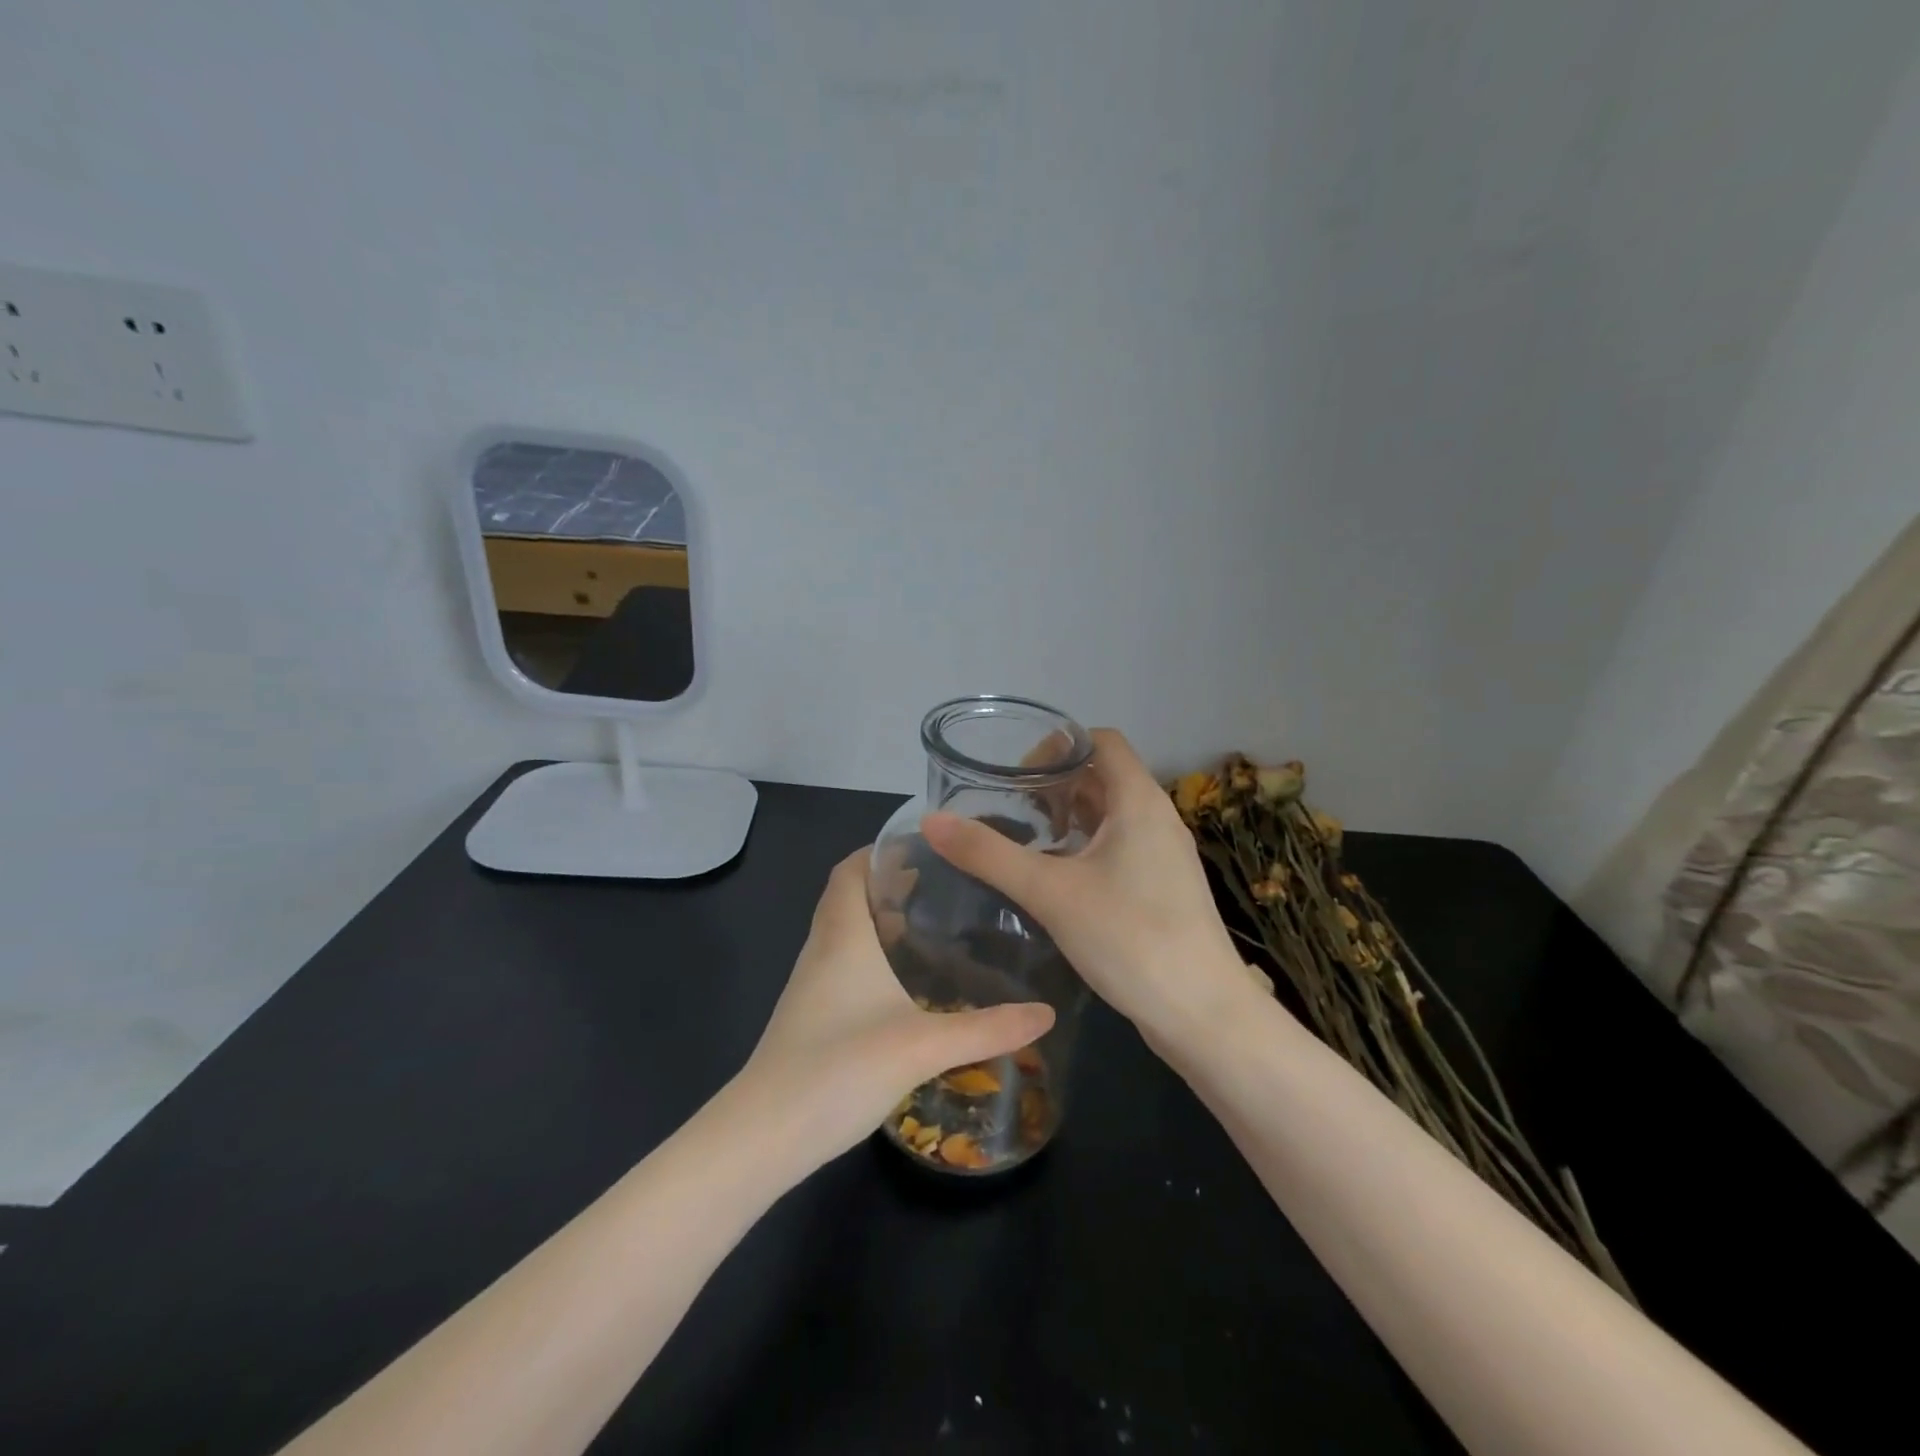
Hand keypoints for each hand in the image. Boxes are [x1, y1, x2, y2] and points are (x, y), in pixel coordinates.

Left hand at [737, 850, 1054, 1169]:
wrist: (764, 1135)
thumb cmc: (839, 1067)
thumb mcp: (923, 1046)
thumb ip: (987, 1030)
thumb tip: (1045, 1014)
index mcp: (842, 936)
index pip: (850, 870)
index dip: (879, 851)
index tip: (924, 846)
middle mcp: (822, 950)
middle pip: (849, 898)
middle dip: (889, 884)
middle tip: (942, 885)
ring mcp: (811, 986)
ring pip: (845, 934)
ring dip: (880, 921)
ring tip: (931, 927)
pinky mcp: (811, 1018)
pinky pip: (843, 967)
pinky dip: (871, 958)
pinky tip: (905, 986)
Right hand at [922, 729, 1252, 1045]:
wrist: (1204, 1014)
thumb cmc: (1131, 939)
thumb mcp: (1050, 893)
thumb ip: (989, 855)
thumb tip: (932, 820)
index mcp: (1139, 801)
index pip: (1101, 741)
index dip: (1058, 745)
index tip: (1016, 775)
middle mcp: (1157, 818)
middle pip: (1104, 776)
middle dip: (1056, 784)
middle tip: (1011, 809)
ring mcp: (1165, 855)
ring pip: (1111, 815)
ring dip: (1070, 817)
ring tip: (1028, 840)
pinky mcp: (1164, 887)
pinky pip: (1120, 847)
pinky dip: (1086, 847)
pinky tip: (1057, 878)